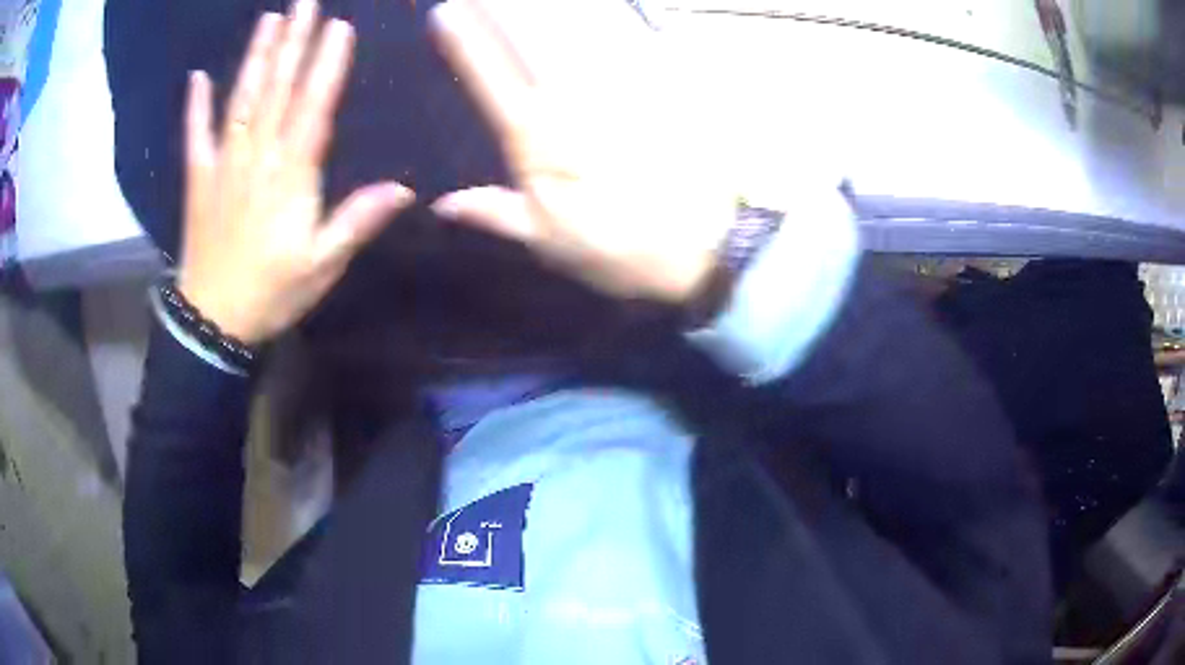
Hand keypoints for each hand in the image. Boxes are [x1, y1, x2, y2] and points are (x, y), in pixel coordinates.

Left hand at [178, 0, 413, 344]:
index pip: (313, 108)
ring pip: (242, 100)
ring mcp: (223, 165)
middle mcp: (256, 158)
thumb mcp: (321, 266)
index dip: (327, 66)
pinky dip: (196, 106)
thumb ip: (356, 222)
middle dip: (294, 43)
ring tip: (269, 20)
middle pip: (278, 91)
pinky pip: (196, 136)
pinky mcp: (199, 179)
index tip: (339, 28)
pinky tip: (198, 77)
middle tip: (306, 3)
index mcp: (290, 176)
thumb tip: (404, 189)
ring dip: (255, 58)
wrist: (212, 322)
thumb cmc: (271, 293)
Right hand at [429, 0, 733, 303]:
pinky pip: (629, 31)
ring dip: (549, 3)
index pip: (491, 76)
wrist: (706, 245)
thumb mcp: (550, 242)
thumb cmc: (621, 248)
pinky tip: (598, 5)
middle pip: (532, 34)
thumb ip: (495, 213)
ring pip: (579, 24)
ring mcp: (623, 82)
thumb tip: (444, 204)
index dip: (465, 42)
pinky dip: (608, 12)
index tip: (444, 13)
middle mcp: (576, 96)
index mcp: (540, 137)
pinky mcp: (664, 79)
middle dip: (503, 6)